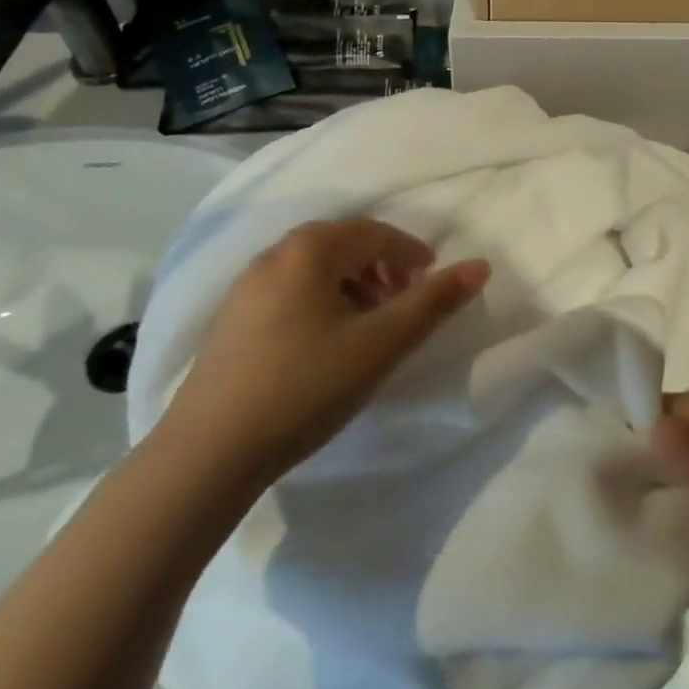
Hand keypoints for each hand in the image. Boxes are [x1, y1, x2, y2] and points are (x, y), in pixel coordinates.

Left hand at [159, 219, 489, 489]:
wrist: (207, 455)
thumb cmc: (306, 387)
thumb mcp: (381, 344)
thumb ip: (433, 302)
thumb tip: (480, 265)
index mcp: (309, 249)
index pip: (376, 233)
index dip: (412, 255)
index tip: (433, 284)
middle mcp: (274, 255)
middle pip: (344, 246)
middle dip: (383, 270)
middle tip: (405, 306)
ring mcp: (245, 288)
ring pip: (316, 270)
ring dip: (354, 287)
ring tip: (370, 327)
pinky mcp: (230, 321)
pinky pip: (290, 292)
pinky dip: (322, 303)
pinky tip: (327, 344)